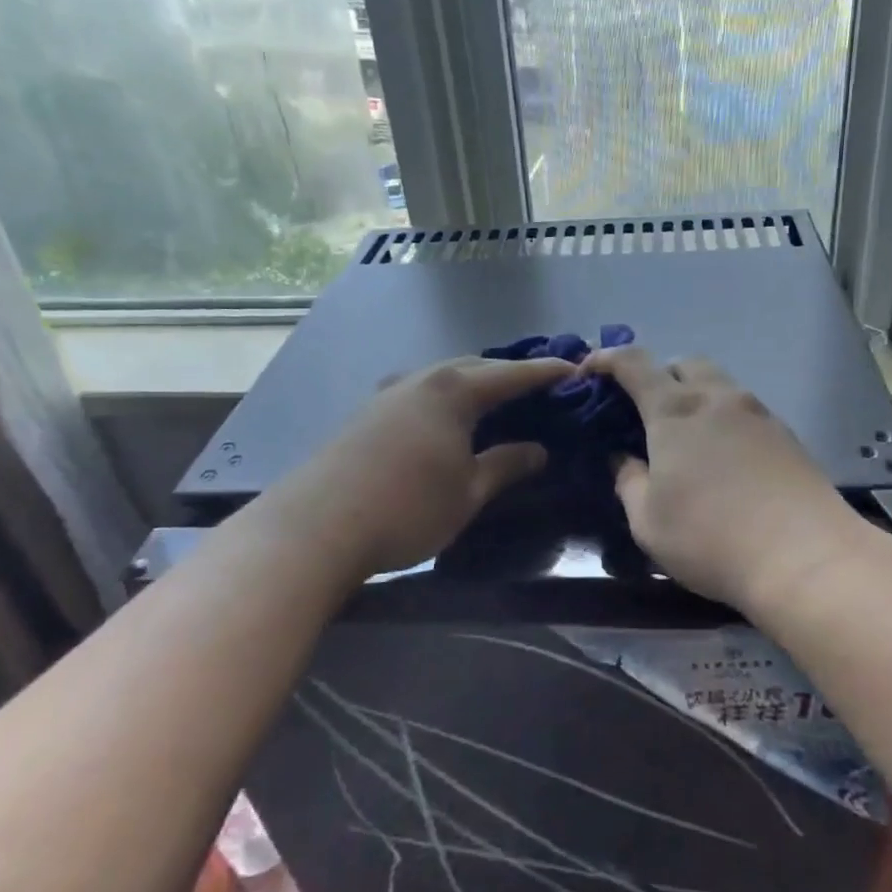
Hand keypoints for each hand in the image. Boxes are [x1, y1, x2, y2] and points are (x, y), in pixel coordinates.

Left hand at [261, 354, 575, 580]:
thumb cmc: (407, 508)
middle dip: (507, 373)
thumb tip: (538, 450)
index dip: (544, 372)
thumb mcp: (468, 492)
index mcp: (454, 391)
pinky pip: (419, 391)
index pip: (511, 374)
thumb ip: (506, 465)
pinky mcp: (366, 413)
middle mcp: (422, 380)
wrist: (317, 525)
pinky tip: (443, 420)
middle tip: (536, 387)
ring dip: (472, 382)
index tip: (573, 368)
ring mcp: (388, 393)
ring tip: (493, 399)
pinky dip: (444, 397)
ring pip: (442, 376)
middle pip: (474, 366)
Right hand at [583, 348, 871, 615]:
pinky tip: (724, 458)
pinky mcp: (786, 434)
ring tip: (686, 438)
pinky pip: (744, 409)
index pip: (633, 363)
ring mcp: (757, 412)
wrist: (805, 556)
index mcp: (674, 410)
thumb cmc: (710, 538)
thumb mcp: (647, 520)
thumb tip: (622, 458)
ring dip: (694, 396)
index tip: (589, 372)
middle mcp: (716, 398)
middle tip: (644, 413)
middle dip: (657, 377)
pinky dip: (723, 418)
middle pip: (682, 364)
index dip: (606, 359)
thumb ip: (628, 480)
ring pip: (718, 384)